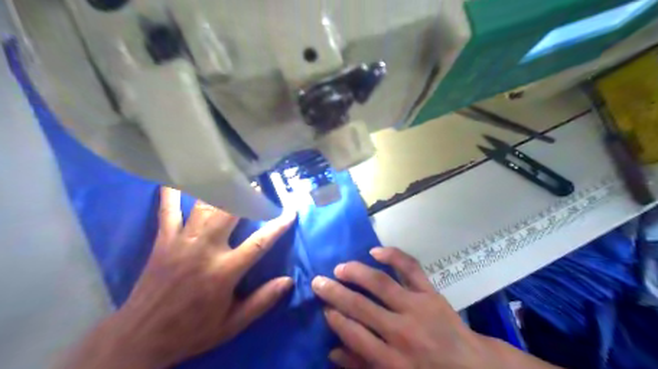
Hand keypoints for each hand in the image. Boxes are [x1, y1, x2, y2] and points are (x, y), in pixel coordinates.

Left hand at [64, 189, 294, 366]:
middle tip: (260, 184)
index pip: (260, 242)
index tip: (291, 211)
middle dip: (248, 195)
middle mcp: (205, 250)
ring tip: (232, 176)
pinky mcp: (163, 240)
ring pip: (204, 206)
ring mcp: (182, 241)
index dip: (278, 225)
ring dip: (220, 189)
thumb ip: (262, 301)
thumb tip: (289, 281)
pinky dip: (171, 192)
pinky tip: (175, 177)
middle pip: (231, 213)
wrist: (140, 338)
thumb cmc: (192, 330)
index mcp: (224, 272)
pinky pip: (167, 210)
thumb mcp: (232, 324)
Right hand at [313, 248, 559, 368]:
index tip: (324, 307)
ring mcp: (417, 308)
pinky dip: (393, 256)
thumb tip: (333, 350)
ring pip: (381, 284)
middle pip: (360, 307)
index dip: (335, 318)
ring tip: (339, 267)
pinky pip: (411, 269)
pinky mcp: (430, 293)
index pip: (354, 333)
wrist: (472, 368)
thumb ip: (362, 366)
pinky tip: (375, 252)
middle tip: (318, 281)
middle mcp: (401, 332)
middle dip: (334, 292)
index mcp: (391, 360)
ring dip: (356, 273)